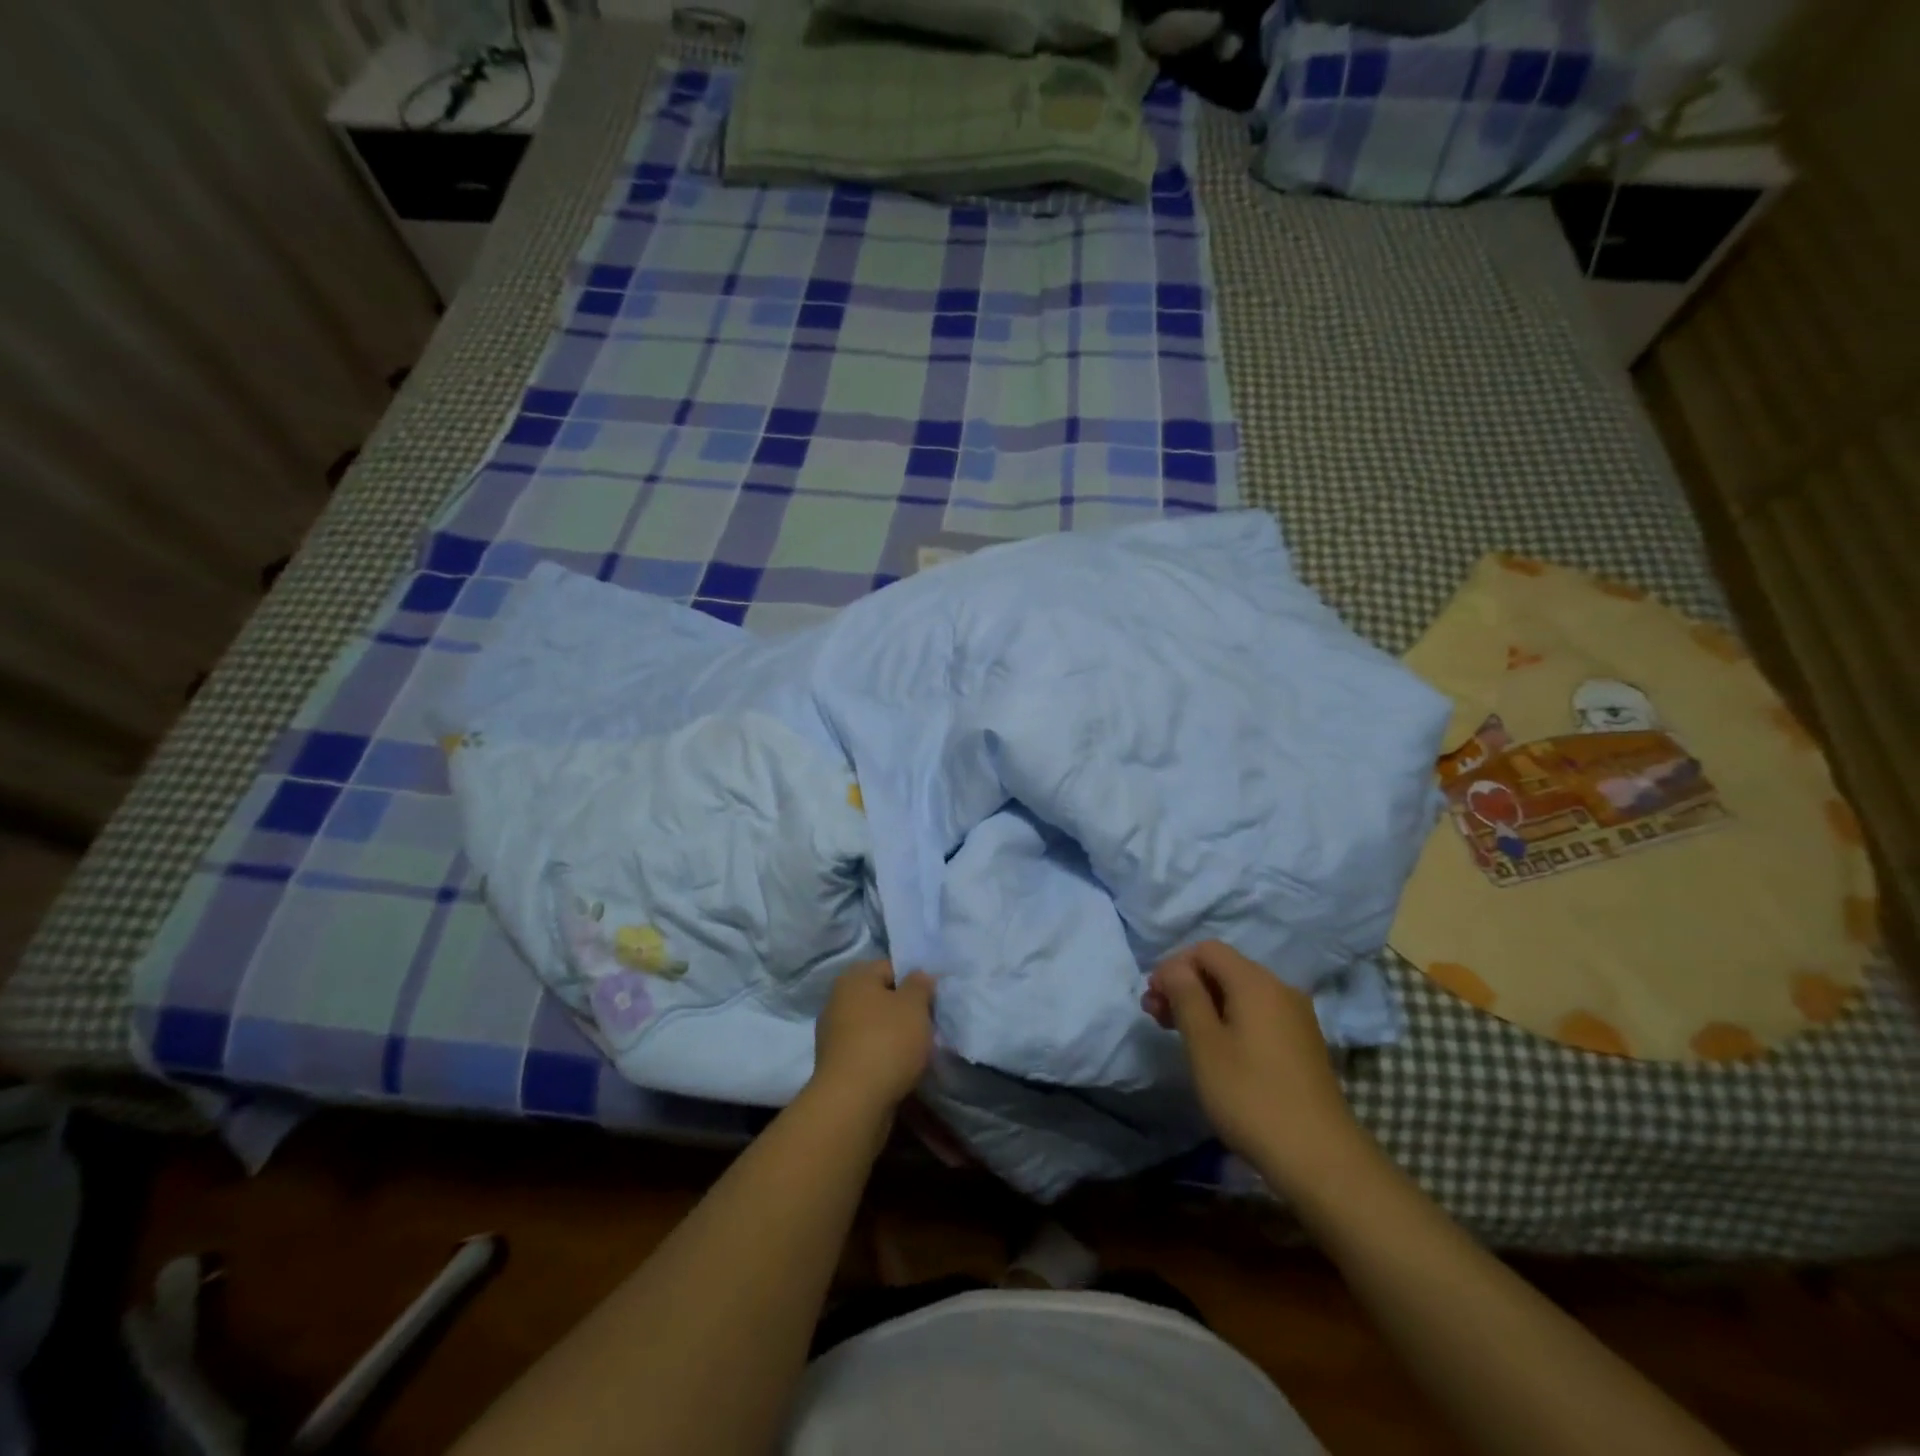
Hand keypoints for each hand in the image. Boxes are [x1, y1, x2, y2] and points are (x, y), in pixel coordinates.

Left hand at [811, 959, 935, 1114]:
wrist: (853, 1103)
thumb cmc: (887, 1042)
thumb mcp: (914, 1006)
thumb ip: (920, 985)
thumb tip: (918, 976)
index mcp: (854, 978)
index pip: (891, 967)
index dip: (915, 982)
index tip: (932, 1001)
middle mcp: (837, 1000)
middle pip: (881, 997)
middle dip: (903, 1010)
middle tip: (926, 1026)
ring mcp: (832, 1034)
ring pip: (873, 1026)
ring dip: (893, 1035)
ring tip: (915, 1052)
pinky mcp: (835, 1064)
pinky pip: (866, 1050)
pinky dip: (881, 1056)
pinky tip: (897, 1069)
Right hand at [1143, 941, 1361, 1187]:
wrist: (1320, 1158)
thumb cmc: (1251, 1096)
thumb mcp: (1205, 1044)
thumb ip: (1186, 996)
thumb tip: (1174, 968)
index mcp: (1256, 983)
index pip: (1206, 950)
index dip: (1174, 966)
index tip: (1153, 999)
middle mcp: (1279, 989)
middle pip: (1224, 969)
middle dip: (1186, 985)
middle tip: (1156, 1017)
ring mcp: (1295, 1018)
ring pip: (1239, 994)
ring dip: (1205, 1004)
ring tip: (1179, 1034)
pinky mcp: (1301, 1044)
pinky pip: (1257, 1015)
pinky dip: (1229, 1020)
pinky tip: (1215, 1050)